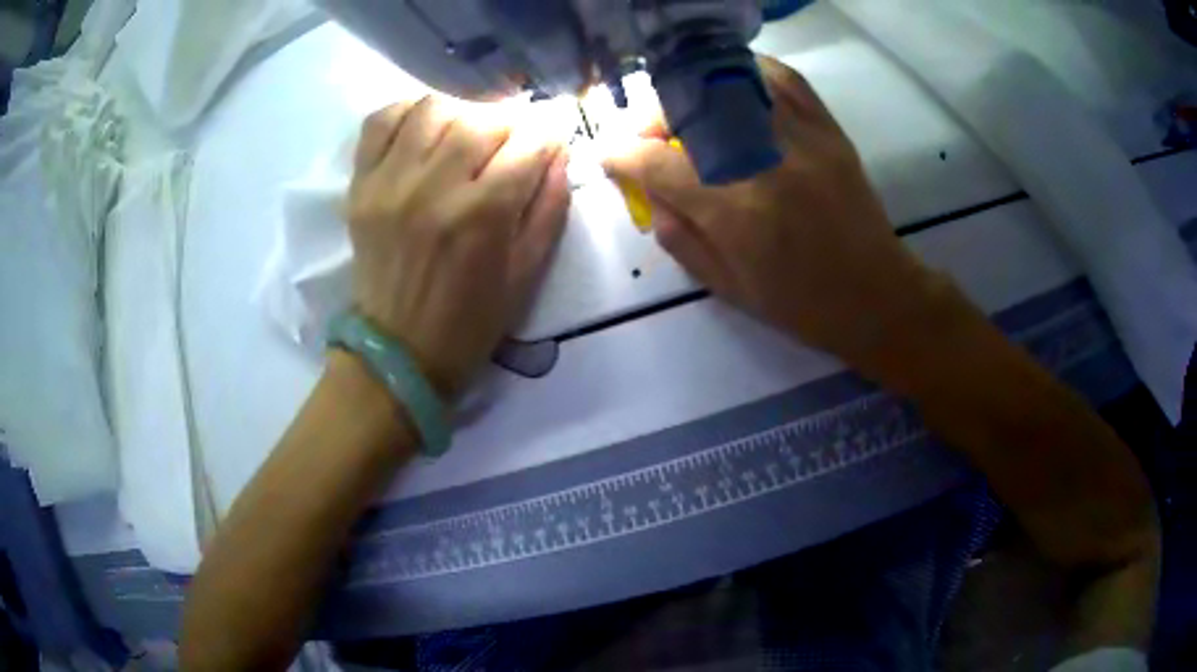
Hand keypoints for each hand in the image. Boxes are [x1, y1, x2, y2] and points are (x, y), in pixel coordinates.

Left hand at [346, 97, 569, 397]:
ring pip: (432, 109)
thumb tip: (558, 150)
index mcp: (483, 215)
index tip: (548, 141)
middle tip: (509, 142)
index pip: (529, 142)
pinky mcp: (360, 187)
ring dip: (461, 112)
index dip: (547, 135)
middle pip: (482, 118)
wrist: (399, 352)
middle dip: (508, 123)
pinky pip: (379, 122)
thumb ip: (550, 206)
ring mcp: (391, 183)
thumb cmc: (471, 322)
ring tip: (465, 134)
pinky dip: (405, 113)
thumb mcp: (528, 274)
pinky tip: (422, 129)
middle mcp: (435, 188)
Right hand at [603, 56, 945, 363]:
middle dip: (653, 118)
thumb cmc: (800, 304)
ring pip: (730, 84)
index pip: (656, 165)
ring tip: (688, 112)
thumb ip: (677, 236)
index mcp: (734, 212)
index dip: (621, 156)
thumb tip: (648, 192)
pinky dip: (749, 73)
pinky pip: (782, 79)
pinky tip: (733, 89)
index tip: (610, 156)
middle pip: (689, 109)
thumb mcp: (726, 287)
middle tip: (650, 136)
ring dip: (694, 92)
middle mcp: (763, 162)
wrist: (876, 296)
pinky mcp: (828, 129)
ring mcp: (800, 138)